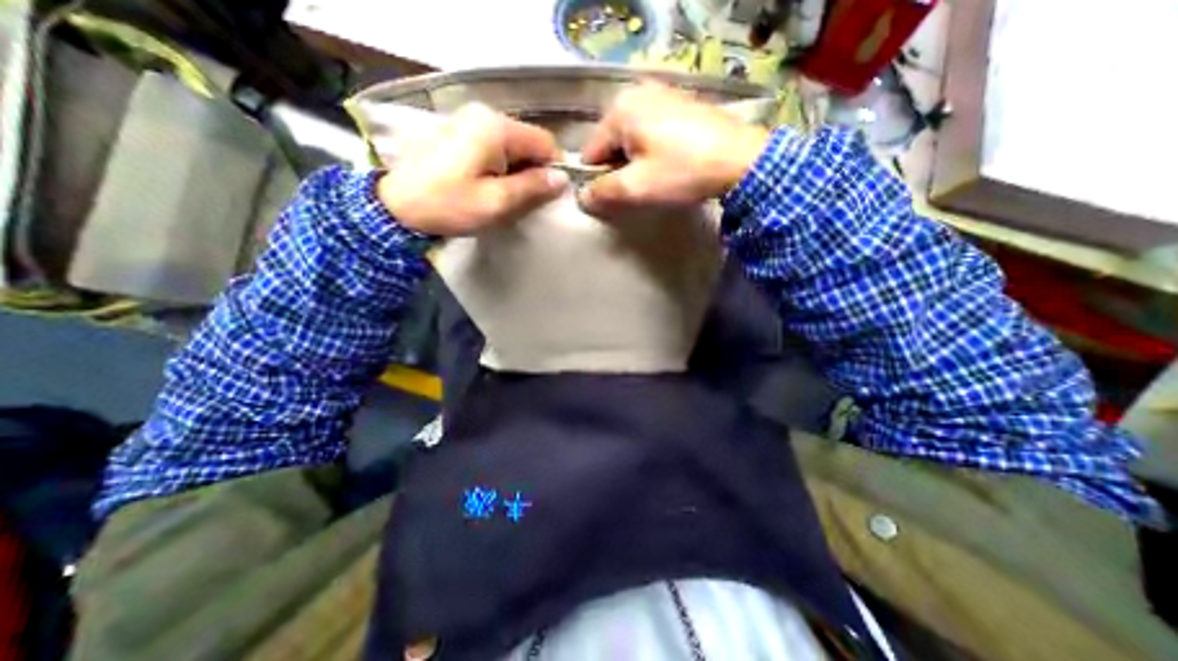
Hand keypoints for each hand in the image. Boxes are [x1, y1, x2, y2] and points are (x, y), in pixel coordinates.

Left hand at [379, 100, 568, 234]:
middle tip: (523, 201)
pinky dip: (500, 166)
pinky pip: (494, 146)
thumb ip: (532, 187)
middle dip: (533, 171)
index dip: (553, 169)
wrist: (396, 206)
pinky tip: (488, 184)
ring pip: (512, 145)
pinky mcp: (458, 131)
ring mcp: (468, 120)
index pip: (545, 142)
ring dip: (516, 171)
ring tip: (504, 195)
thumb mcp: (496, 202)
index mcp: (496, 128)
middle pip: (528, 142)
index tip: (547, 196)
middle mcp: (484, 114)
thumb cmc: (448, 205)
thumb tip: (563, 178)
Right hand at [579, 82, 775, 214]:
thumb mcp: (636, 187)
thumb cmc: (682, 172)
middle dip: (619, 169)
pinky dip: (653, 151)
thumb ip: (603, 192)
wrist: (741, 160)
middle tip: (639, 189)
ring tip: (657, 178)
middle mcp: (637, 94)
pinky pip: (652, 132)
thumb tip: (583, 197)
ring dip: (636, 162)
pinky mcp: (681, 105)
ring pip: (632, 139)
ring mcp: (662, 95)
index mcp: (620, 110)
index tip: (615, 197)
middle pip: (611, 144)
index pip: (591, 152)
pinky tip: (671, 164)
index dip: (598, 180)